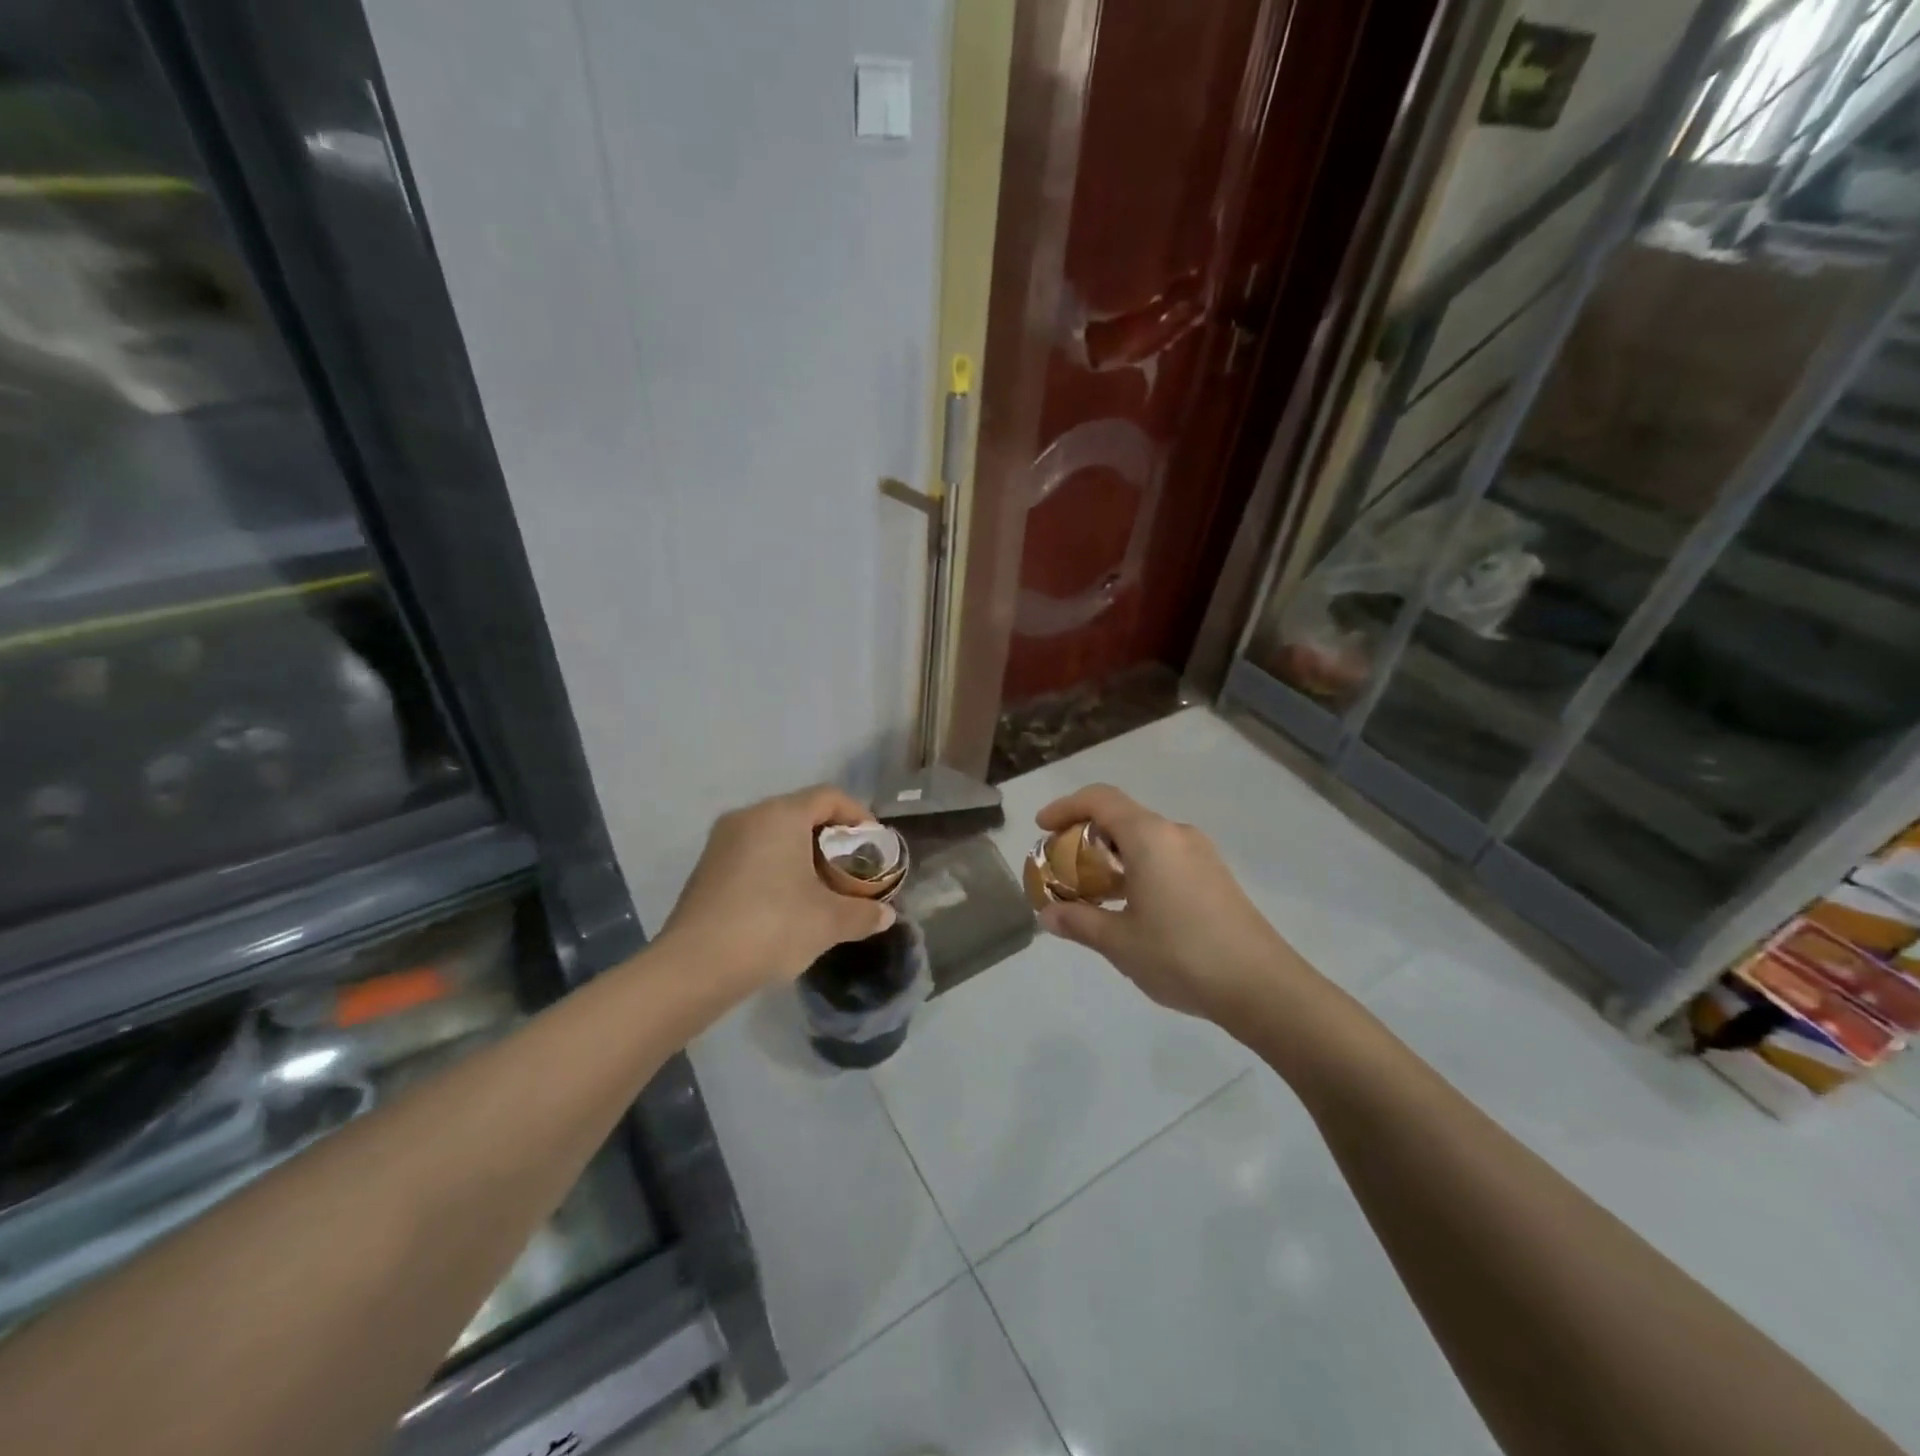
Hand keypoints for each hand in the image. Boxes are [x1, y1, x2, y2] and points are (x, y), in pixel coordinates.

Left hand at [663, 785, 896, 992]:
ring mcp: (721, 841)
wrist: (695, 966)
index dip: (858, 816)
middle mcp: (749, 816)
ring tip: (822, 888)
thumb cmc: (772, 927)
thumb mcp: (829, 922)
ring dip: (802, 854)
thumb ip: (863, 913)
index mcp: (781, 815)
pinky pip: (752, 853)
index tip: (873, 846)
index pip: (830, 797)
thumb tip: (885, 916)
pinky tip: (786, 903)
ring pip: (774, 834)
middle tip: (851, 869)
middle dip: (831, 839)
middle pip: (801, 813)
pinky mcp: (706, 868)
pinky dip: (776, 867)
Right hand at [1035, 784, 1315, 1021]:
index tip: (1042, 827)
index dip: (1065, 806)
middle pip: (1122, 817)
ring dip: (1112, 855)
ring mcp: (1201, 854)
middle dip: (1085, 835)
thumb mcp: (1119, 941)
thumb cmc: (1181, 955)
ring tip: (1091, 891)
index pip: (1100, 799)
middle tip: (1061, 866)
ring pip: (1144, 839)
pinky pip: (1165, 856)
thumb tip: (1048, 914)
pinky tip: (1130, 906)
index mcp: (1150, 837)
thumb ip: (1079, 920)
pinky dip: (1137, 867)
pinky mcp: (1215, 876)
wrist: (1262, 987)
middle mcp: (1176, 834)